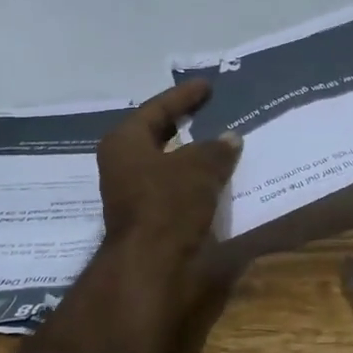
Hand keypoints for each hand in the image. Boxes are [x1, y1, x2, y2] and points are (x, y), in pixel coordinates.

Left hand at [97, 79, 241, 262]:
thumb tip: (230, 139)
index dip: (184, 96)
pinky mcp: (149, 219)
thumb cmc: (168, 204)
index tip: (207, 86)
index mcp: (125, 142)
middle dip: (185, 125)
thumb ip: (216, 149)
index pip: (157, 108)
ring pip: (167, 165)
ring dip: (192, 156)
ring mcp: (133, 194)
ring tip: (221, 144)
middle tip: (211, 112)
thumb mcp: (199, 167)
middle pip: (157, 136)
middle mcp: (123, 165)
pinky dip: (195, 181)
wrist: (152, 266)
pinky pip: (175, 189)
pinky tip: (218, 178)